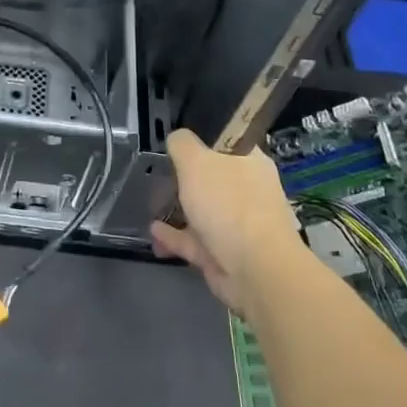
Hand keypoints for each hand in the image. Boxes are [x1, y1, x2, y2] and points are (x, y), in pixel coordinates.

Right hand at [150, 129, 303, 313]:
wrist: (255, 269)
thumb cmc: (229, 203)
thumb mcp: (196, 161)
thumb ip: (182, 144)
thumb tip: (177, 138)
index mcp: (250, 162)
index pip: (228, 141)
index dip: (204, 137)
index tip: (178, 140)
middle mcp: (247, 190)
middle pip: (213, 177)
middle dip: (187, 177)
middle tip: (159, 172)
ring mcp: (237, 224)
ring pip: (203, 211)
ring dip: (177, 209)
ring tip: (151, 204)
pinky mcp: (224, 253)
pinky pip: (194, 240)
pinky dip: (174, 235)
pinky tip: (154, 231)